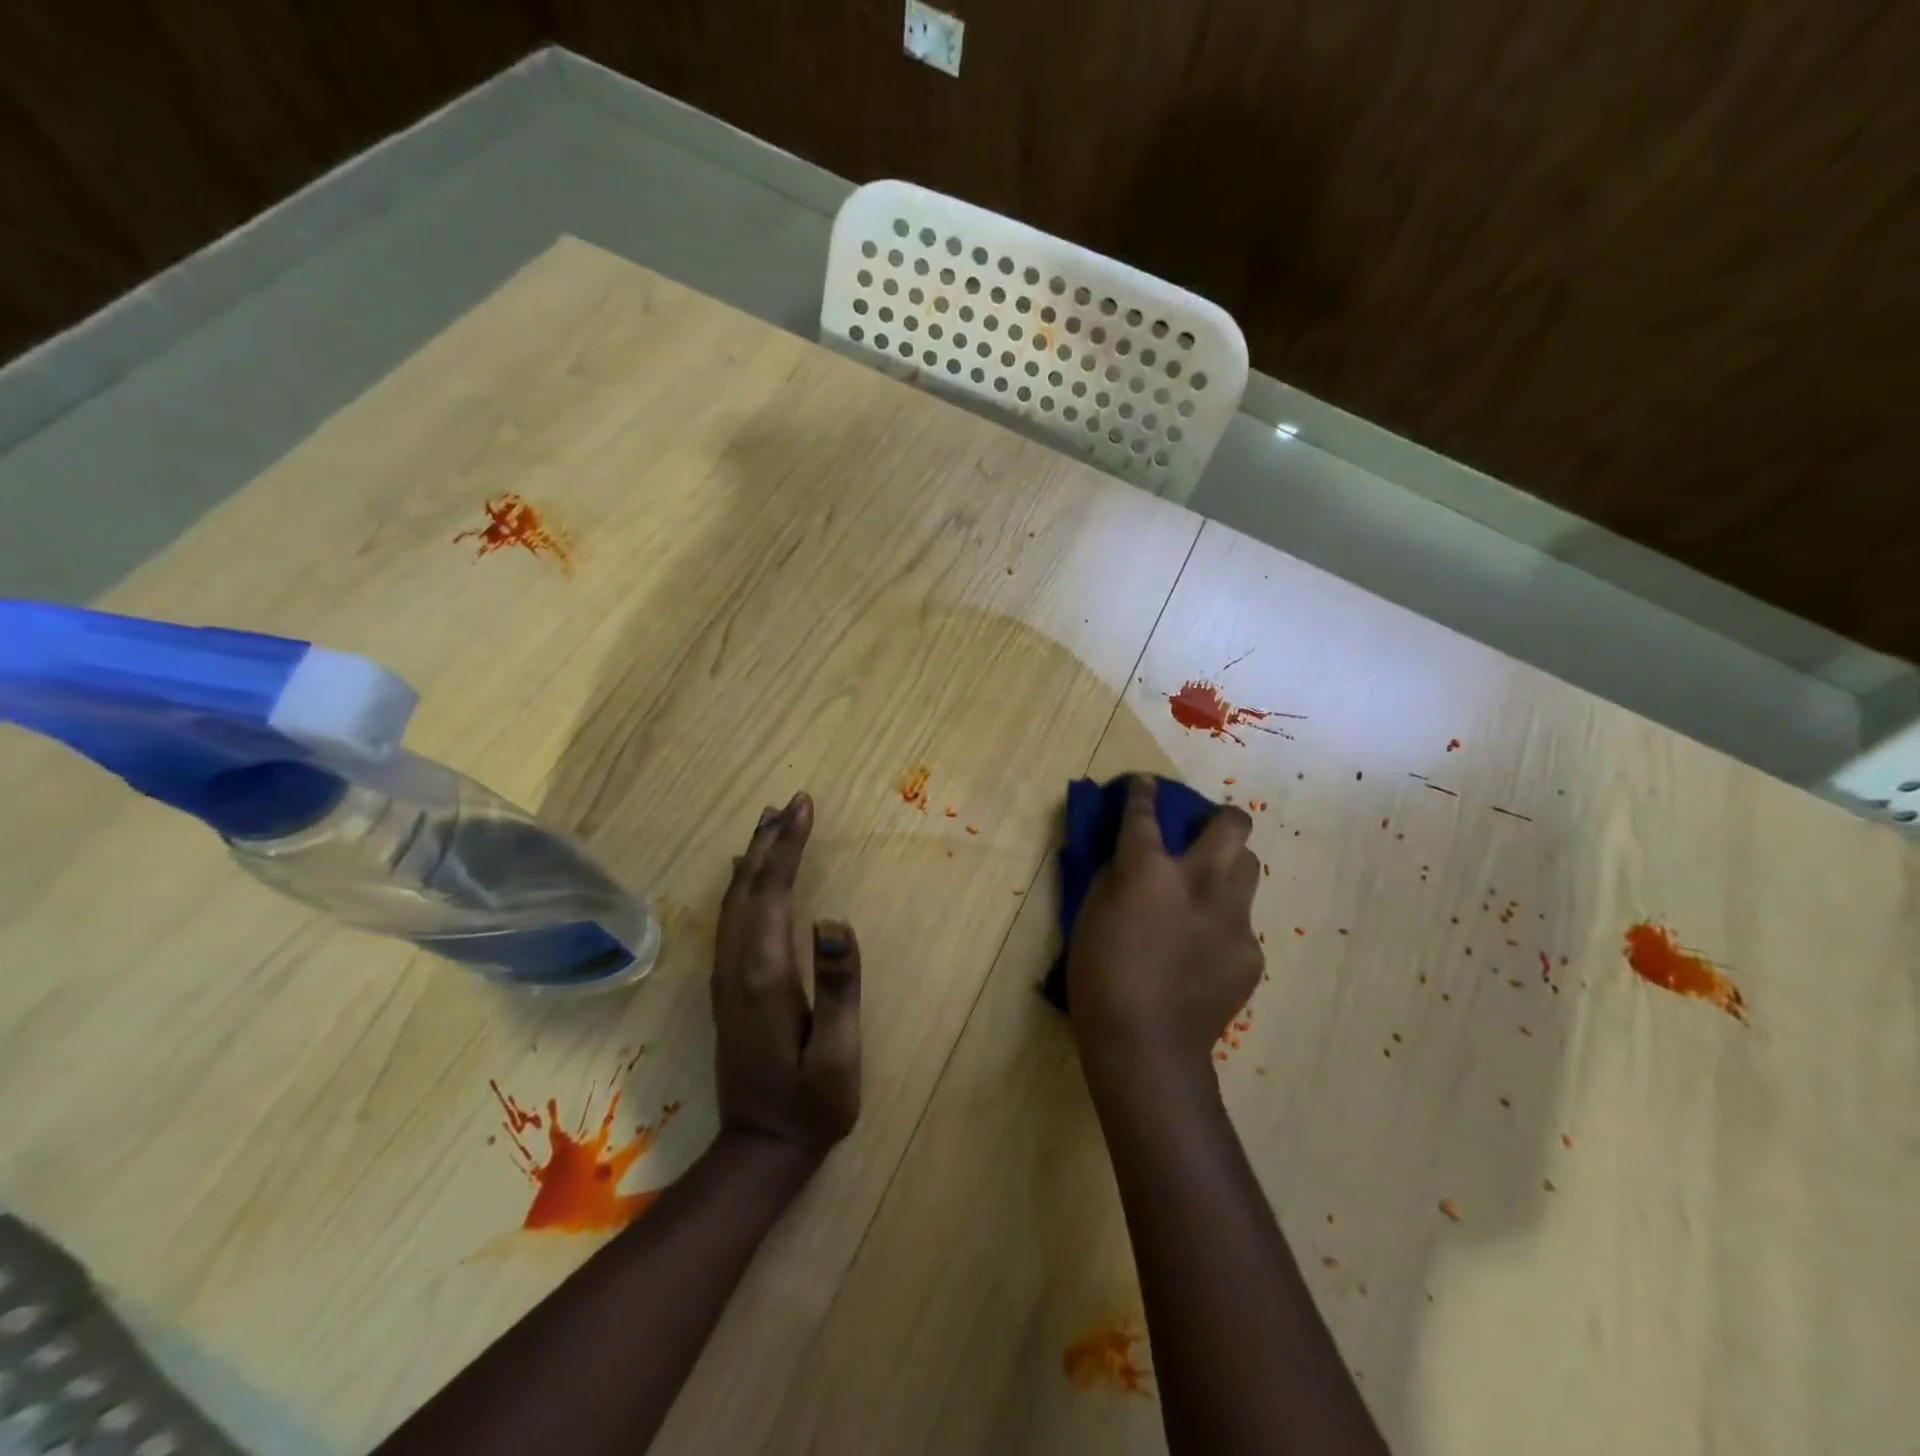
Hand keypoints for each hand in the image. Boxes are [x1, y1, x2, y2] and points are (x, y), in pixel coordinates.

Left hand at [711, 792, 861, 1168]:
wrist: (758, 1150)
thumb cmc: (812, 1105)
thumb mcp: (839, 1054)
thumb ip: (838, 986)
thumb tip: (835, 920)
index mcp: (765, 975)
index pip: (773, 892)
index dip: (789, 846)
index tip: (804, 806)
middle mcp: (736, 967)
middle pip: (749, 888)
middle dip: (771, 840)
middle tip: (791, 802)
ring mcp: (725, 978)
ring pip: (734, 901)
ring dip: (754, 857)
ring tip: (770, 822)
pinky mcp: (726, 989)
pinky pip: (731, 919)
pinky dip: (743, 885)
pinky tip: (749, 875)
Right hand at [1067, 775, 1262, 1086]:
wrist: (1147, 1044)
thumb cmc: (1099, 976)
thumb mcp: (1088, 915)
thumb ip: (1113, 877)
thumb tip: (1129, 859)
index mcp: (1150, 869)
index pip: (1145, 811)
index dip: (1144, 791)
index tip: (1145, 783)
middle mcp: (1200, 880)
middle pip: (1231, 823)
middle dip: (1218, 816)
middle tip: (1201, 832)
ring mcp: (1233, 916)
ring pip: (1249, 866)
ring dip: (1228, 865)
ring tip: (1207, 888)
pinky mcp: (1251, 951)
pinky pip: (1241, 920)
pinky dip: (1223, 921)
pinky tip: (1204, 949)